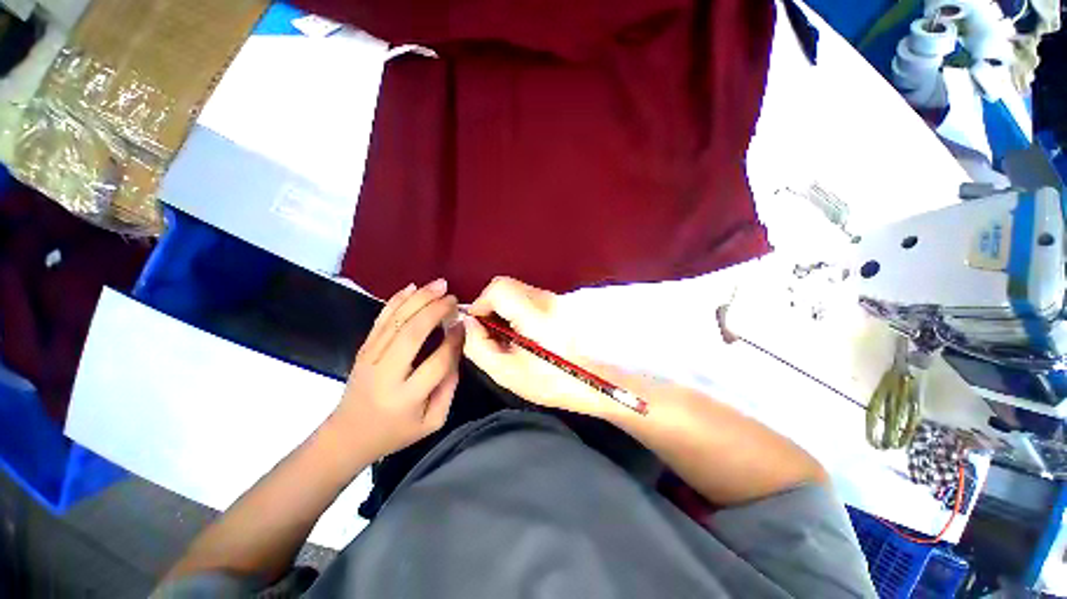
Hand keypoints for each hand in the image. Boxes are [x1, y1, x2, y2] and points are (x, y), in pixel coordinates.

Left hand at [332, 280, 463, 459]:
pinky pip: (380, 320)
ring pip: (396, 321)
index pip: (437, 361)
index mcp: (407, 397)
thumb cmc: (396, 431)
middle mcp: (386, 374)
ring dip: (419, 299)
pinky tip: (412, 288)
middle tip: (453, 297)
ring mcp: (370, 359)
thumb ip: (449, 387)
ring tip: (439, 284)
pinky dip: (396, 301)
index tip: (464, 324)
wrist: (347, 436)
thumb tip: (456, 350)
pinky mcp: (363, 349)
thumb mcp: (432, 421)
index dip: (454, 340)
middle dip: (435, 310)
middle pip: (412, 333)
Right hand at [463, 277, 635, 418]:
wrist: (590, 381)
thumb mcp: (506, 372)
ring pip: (515, 290)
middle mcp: (547, 300)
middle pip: (505, 285)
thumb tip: (468, 323)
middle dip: (490, 306)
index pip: (499, 288)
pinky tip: (520, 333)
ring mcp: (555, 299)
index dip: (481, 303)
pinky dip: (515, 310)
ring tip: (506, 336)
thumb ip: (478, 346)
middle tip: (490, 333)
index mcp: (536, 316)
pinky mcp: (557, 303)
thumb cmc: (550, 383)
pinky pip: (526, 297)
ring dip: (502, 308)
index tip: (478, 326)